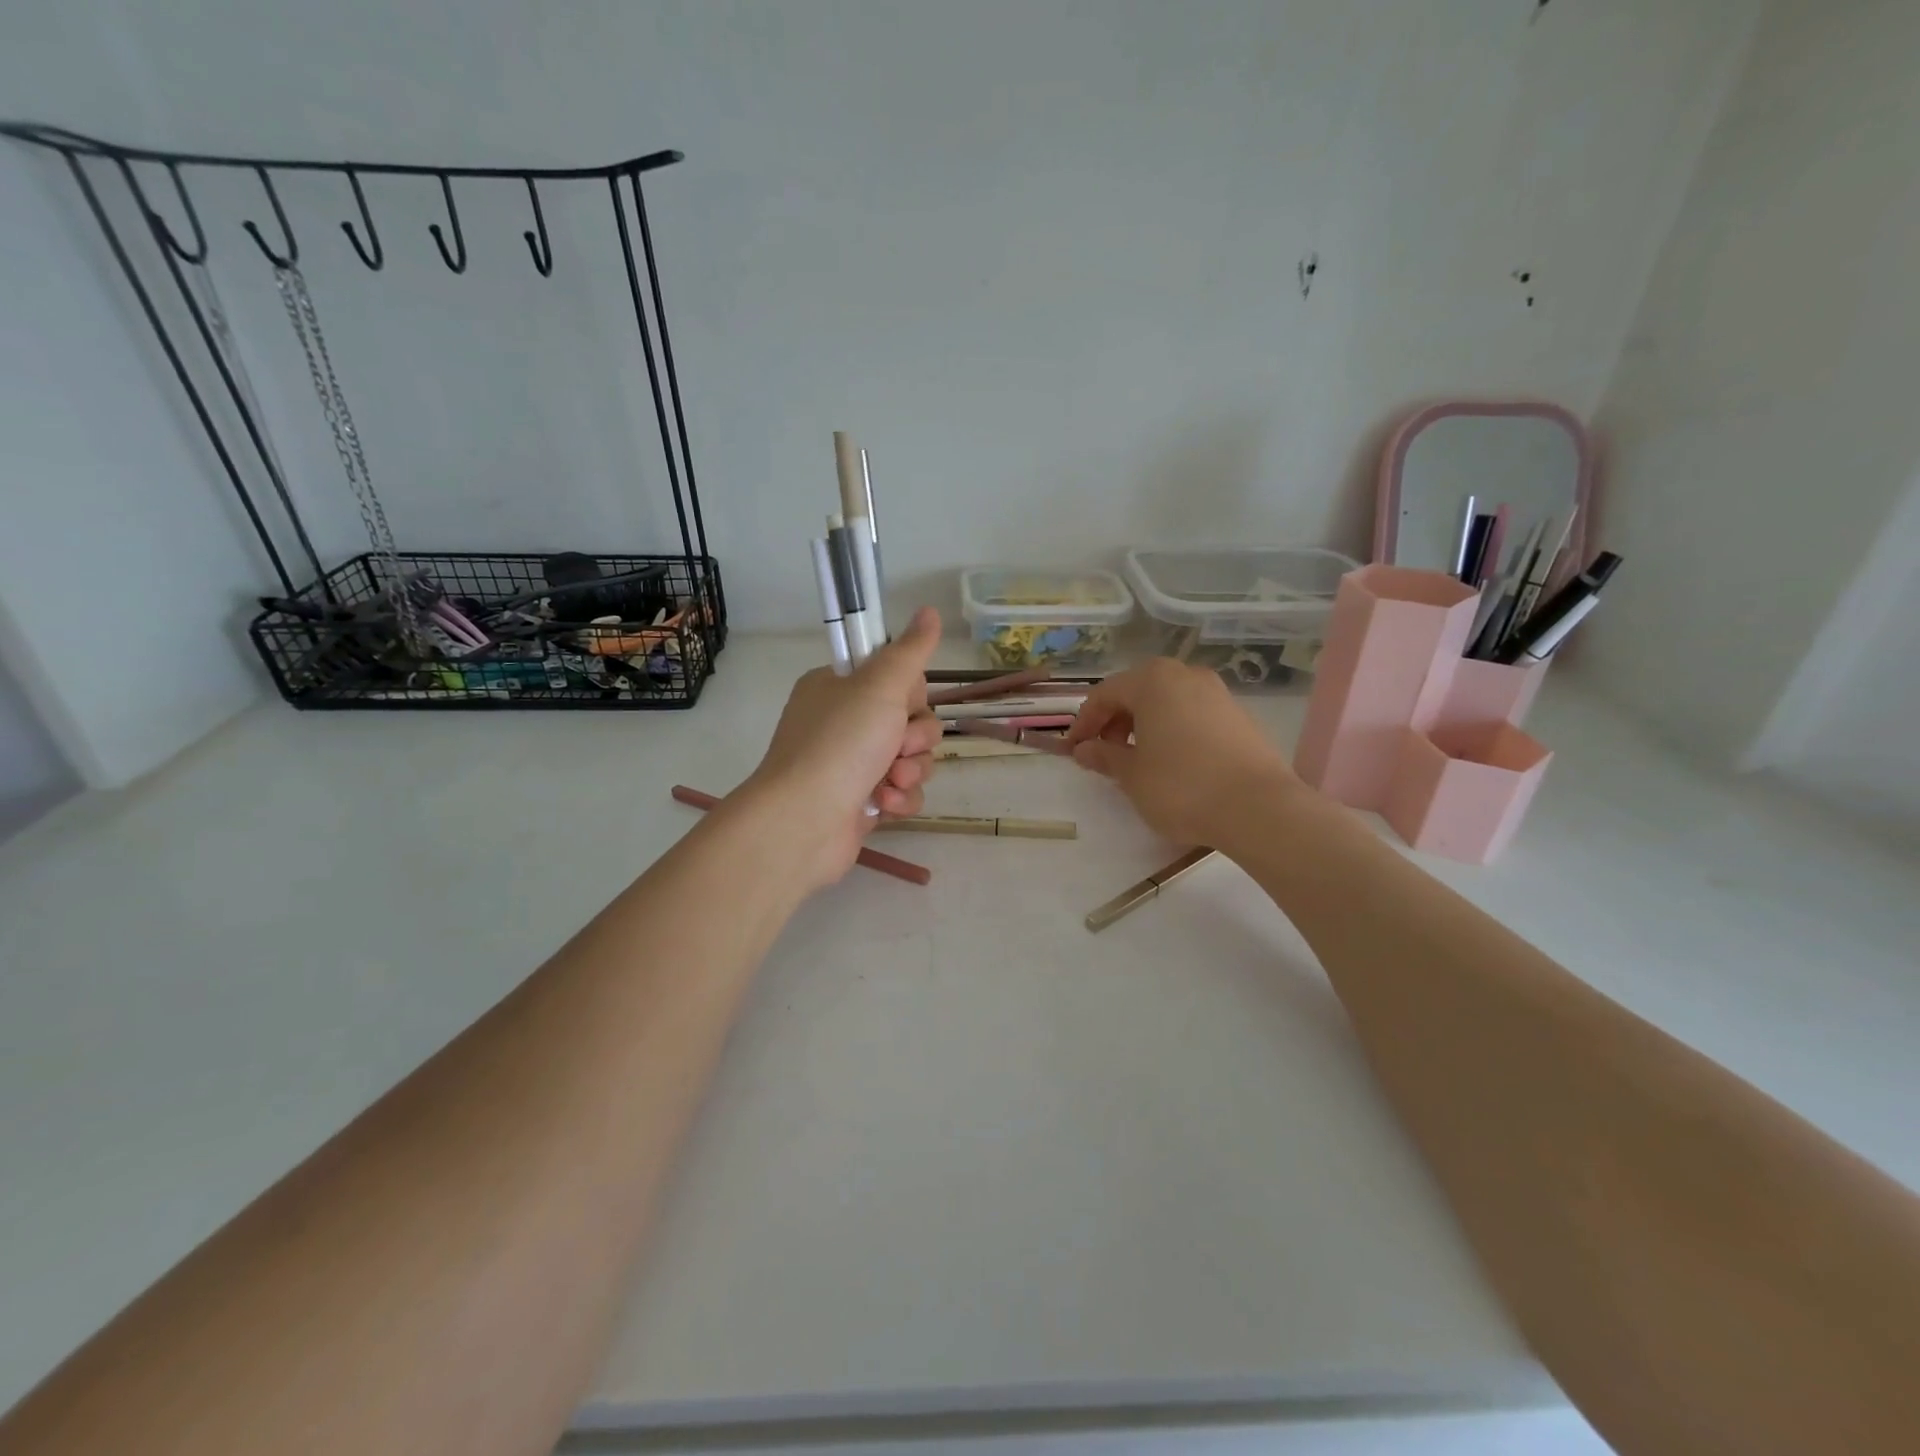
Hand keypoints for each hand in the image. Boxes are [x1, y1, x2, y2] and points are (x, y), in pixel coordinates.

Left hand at [740, 606, 944, 887]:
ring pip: (911, 758)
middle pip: (911, 720)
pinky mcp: (861, 802)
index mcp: (839, 688)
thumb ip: (910, 650)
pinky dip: (899, 799)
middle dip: (915, 738)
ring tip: (889, 783)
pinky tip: (883, 806)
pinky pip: (902, 791)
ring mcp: (852, 765)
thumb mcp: (879, 686)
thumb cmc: (840, 744)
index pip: (895, 678)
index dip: (910, 694)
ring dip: (910, 771)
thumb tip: (930, 611)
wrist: (804, 822)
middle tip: (898, 748)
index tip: (902, 703)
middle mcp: (843, 723)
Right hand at [1063, 658, 1300, 845]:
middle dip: (1114, 721)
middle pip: (1137, 691)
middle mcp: (1186, 675)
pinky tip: (1172, 763)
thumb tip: (1085, 749)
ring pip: (1167, 702)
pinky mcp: (1239, 716)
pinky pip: (1192, 715)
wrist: (1258, 808)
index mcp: (1153, 680)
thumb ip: (1104, 756)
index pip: (1105, 693)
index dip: (1084, 722)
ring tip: (1136, 760)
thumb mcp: (1132, 775)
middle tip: (1103, 754)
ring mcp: (1217, 693)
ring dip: (1144, 725)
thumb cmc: (1181, 786)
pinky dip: (1172, 731)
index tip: (1073, 750)